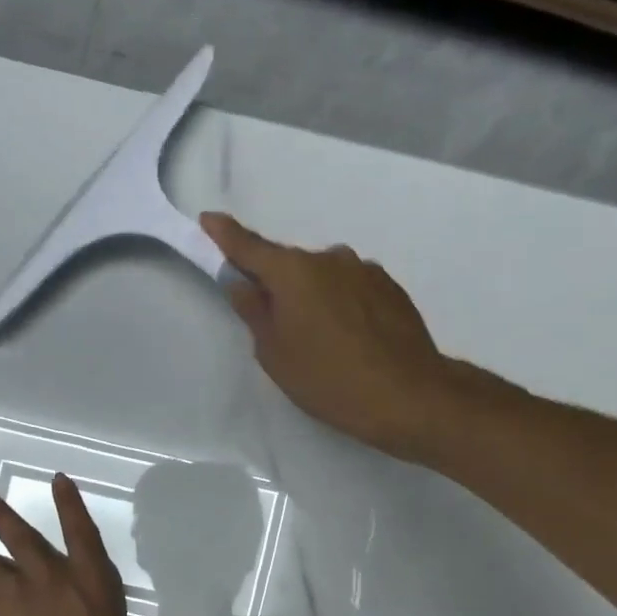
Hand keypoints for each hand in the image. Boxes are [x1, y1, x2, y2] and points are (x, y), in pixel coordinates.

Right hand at [205, 213, 458, 461]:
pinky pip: (352, 289)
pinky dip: (342, 305)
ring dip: (315, 297)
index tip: (209, 220)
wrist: (407, 395)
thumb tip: (241, 282)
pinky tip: (350, 339)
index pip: (250, 247)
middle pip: (291, 266)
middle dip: (278, 285)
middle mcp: (330, 258)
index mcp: (294, 272)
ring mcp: (365, 270)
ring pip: (325, 278)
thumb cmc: (328, 379)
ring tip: (322, 340)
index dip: (225, 236)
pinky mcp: (391, 288)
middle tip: (277, 325)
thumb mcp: (275, 354)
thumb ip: (254, 311)